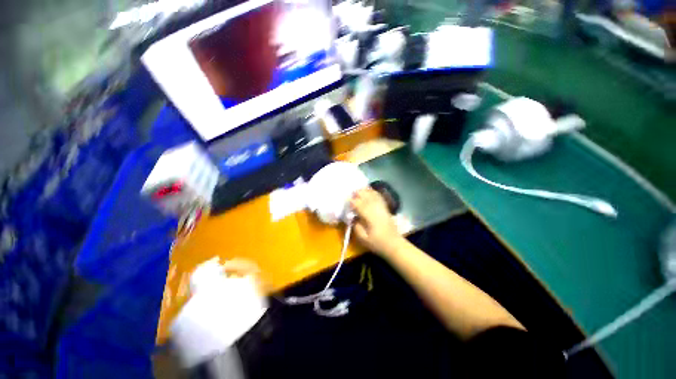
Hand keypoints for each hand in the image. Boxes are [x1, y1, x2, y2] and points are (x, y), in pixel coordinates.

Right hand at [350, 188, 403, 256]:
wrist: (394, 244)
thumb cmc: (377, 243)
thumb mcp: (363, 239)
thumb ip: (356, 227)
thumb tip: (352, 217)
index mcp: (369, 216)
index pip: (358, 204)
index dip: (351, 201)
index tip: (346, 201)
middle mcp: (375, 209)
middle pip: (365, 196)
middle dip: (357, 193)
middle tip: (350, 193)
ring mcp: (381, 207)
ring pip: (372, 195)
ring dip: (365, 191)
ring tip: (358, 189)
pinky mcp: (385, 208)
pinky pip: (379, 197)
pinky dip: (373, 192)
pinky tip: (369, 190)